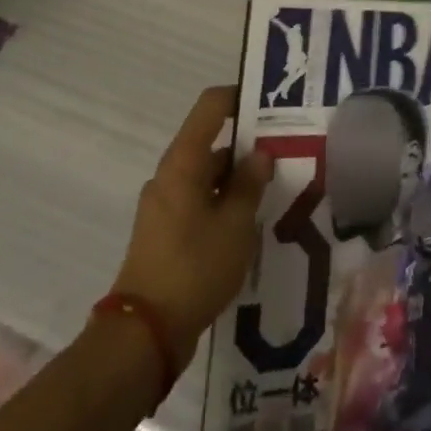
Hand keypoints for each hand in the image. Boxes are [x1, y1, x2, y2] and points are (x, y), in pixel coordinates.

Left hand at [111, 86, 272, 369]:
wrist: (145, 333)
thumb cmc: (194, 267)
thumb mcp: (235, 225)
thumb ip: (250, 184)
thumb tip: (259, 154)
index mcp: (183, 162)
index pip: (211, 106)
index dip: (239, 97)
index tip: (270, 105)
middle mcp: (169, 175)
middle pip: (211, 143)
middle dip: (247, 147)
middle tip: (286, 156)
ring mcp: (163, 204)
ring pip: (206, 176)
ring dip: (236, 180)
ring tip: (274, 194)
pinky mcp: (164, 232)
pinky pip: (198, 202)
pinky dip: (222, 204)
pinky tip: (248, 226)